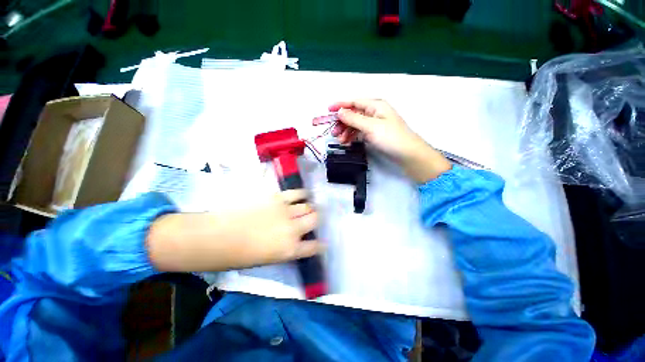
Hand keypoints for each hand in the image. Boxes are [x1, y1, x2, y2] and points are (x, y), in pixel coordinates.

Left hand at [147, 190, 321, 271]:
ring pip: (308, 206)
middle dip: (316, 220)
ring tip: (308, 207)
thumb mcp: (268, 259)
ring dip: (310, 208)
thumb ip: (287, 249)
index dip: (320, 245)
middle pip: (315, 219)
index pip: (314, 247)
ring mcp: (286, 211)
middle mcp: (293, 229)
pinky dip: (303, 194)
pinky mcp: (277, 198)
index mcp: (290, 250)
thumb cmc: (239, 255)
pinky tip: (305, 194)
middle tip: (314, 219)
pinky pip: (297, 193)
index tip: (322, 243)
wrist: (217, 236)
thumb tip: (296, 240)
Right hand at [329, 99, 451, 182]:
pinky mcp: (375, 134)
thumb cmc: (390, 137)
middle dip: (342, 122)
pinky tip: (347, 142)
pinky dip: (353, 136)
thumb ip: (354, 119)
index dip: (340, 105)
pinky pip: (360, 132)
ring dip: (346, 131)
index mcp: (375, 105)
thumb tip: (340, 112)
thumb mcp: (371, 127)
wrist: (407, 154)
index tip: (328, 110)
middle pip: (354, 114)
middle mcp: (374, 112)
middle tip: (333, 133)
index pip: (354, 102)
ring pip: (356, 124)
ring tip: (340, 140)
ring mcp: (374, 124)